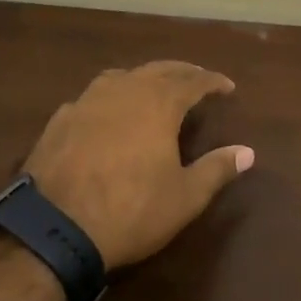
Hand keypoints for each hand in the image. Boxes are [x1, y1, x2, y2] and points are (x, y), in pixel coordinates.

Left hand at [22, 61, 253, 269]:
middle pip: (158, 70)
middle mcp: (124, 91)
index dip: (212, 82)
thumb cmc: (130, 211)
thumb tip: (248, 152)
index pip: (193, 81)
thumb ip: (217, 169)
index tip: (227, 87)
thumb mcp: (184, 197)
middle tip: (197, 80)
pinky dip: (111, 98)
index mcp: (159, 103)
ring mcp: (87, 102)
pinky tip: (108, 114)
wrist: (52, 229)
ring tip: (154, 89)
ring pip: (122, 76)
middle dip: (182, 72)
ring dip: (144, 78)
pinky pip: (92, 97)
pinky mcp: (59, 120)